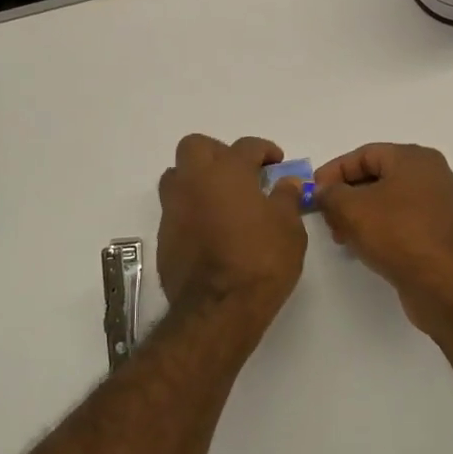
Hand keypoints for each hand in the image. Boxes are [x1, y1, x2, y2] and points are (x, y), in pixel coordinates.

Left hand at [156, 135, 308, 325]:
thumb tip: (286, 183)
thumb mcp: (289, 229)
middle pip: (196, 146)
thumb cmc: (261, 261)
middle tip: (239, 172)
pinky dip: (190, 209)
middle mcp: (195, 181)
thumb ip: (286, 199)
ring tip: (220, 198)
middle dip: (218, 152)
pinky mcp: (164, 234)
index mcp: (228, 171)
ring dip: (196, 178)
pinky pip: (174, 208)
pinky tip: (209, 228)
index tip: (276, 162)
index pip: (246, 146)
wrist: (218, 307)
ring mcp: (174, 208)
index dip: (264, 150)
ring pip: (176, 175)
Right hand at [312, 143, 452, 333]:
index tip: (312, 192)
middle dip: (346, 196)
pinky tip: (365, 248)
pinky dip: (381, 230)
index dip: (333, 171)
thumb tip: (324, 192)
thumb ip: (330, 194)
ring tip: (342, 237)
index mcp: (414, 158)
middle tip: (326, 217)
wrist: (446, 283)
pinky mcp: (443, 234)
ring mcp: (441, 206)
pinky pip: (404, 223)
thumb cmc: (398, 233)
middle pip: (378, 178)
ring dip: (361, 216)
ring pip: (390, 202)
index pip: (364, 155)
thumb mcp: (351, 208)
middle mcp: (433, 175)